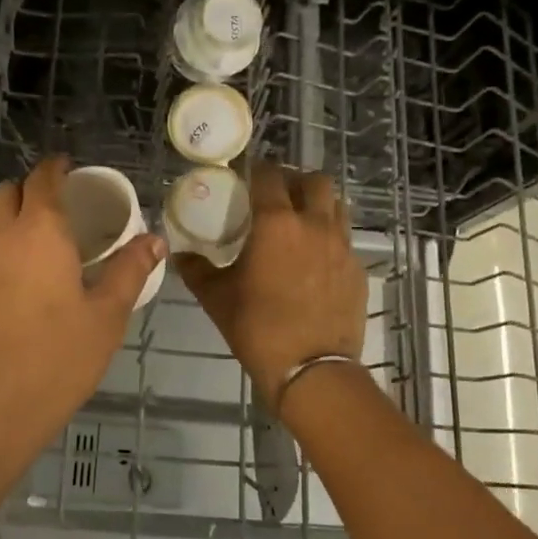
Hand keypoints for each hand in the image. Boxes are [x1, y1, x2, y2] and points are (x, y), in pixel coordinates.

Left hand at [0, 156, 166, 449]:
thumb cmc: (58, 357)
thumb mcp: (107, 316)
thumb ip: (130, 270)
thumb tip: (154, 240)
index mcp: (40, 231)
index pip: (43, 178)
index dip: (57, 168)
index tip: (72, 170)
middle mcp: (1, 237)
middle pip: (10, 192)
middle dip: (33, 190)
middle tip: (63, 210)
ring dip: (16, 223)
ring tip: (46, 249)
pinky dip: (3, 254)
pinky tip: (22, 288)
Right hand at [176, 162, 366, 408]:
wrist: (312, 369)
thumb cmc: (258, 328)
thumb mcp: (217, 298)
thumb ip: (197, 271)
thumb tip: (180, 255)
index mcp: (277, 223)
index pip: (270, 175)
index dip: (258, 169)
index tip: (247, 175)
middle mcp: (314, 224)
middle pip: (315, 180)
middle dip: (296, 181)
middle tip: (278, 196)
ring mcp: (342, 246)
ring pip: (337, 205)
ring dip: (318, 204)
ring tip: (300, 222)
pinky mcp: (358, 270)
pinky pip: (345, 239)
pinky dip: (330, 238)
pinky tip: (315, 261)